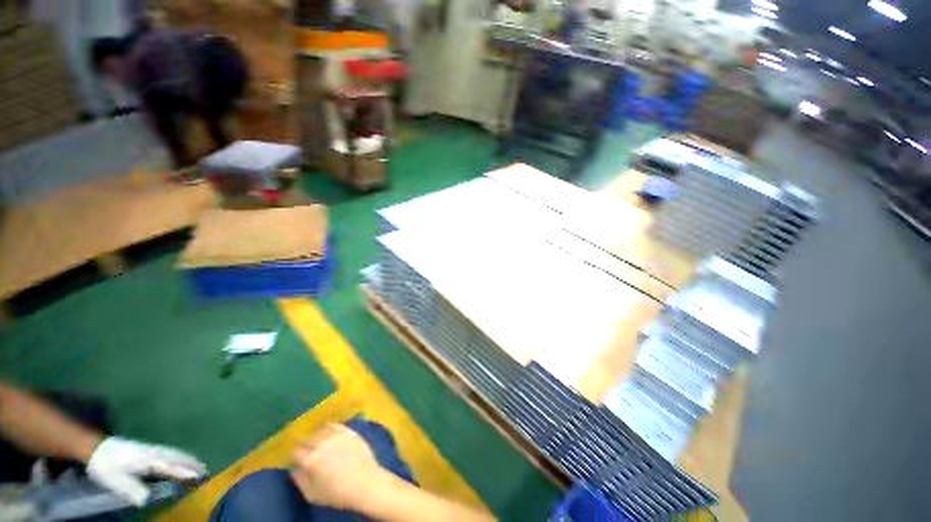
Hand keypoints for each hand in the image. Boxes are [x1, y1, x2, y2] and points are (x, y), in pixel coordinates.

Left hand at [86, 437, 206, 505]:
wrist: (96, 449)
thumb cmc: (106, 468)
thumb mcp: (115, 482)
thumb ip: (133, 490)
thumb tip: (147, 501)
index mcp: (148, 461)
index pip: (171, 468)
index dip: (185, 473)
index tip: (200, 477)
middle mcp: (154, 454)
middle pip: (177, 458)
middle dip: (192, 464)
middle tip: (206, 471)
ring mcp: (152, 450)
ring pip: (175, 453)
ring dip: (189, 459)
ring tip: (200, 464)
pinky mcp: (149, 449)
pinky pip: (171, 452)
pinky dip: (181, 455)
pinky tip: (183, 457)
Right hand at [290, 423, 388, 510]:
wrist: (365, 482)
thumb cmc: (337, 493)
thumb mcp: (313, 494)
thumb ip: (301, 481)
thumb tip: (295, 470)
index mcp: (310, 460)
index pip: (296, 451)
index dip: (294, 455)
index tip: (295, 458)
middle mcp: (322, 444)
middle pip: (307, 438)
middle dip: (304, 443)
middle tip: (305, 449)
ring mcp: (337, 435)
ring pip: (321, 430)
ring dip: (316, 434)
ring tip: (317, 439)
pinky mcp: (349, 431)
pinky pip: (336, 425)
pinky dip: (330, 427)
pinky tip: (330, 431)